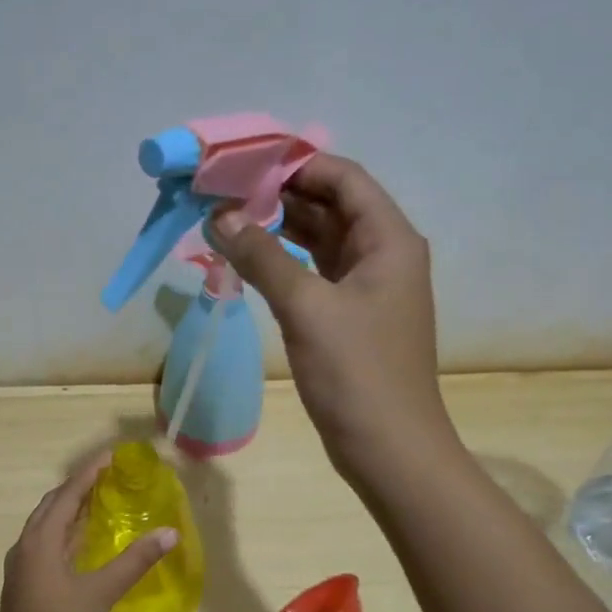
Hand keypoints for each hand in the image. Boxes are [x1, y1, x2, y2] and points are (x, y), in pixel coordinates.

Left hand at [0, 454, 178, 611]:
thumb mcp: (100, 595)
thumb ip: (134, 561)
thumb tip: (169, 532)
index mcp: (39, 542)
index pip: (66, 495)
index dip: (88, 473)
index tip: (111, 456)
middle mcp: (26, 547)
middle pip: (52, 505)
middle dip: (77, 487)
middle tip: (108, 476)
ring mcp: (22, 567)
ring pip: (47, 526)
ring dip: (70, 509)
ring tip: (100, 499)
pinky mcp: (25, 584)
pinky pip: (46, 543)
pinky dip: (66, 532)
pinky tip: (85, 541)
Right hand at [213, 154, 455, 483]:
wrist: (390, 449)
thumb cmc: (357, 373)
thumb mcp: (306, 308)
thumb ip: (263, 257)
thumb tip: (221, 217)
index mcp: (389, 239)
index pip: (343, 177)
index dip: (296, 164)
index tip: (244, 163)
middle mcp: (383, 254)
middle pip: (331, 205)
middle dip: (280, 194)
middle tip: (224, 191)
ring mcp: (368, 287)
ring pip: (320, 240)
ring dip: (279, 228)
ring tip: (227, 219)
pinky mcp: (350, 316)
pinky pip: (315, 272)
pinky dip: (284, 262)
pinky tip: (249, 259)